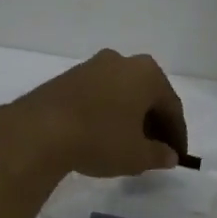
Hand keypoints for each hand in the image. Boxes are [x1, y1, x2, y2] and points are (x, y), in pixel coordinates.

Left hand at [0, 49, 186, 179]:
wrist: (39, 130)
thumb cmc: (100, 138)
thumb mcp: (136, 155)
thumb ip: (159, 155)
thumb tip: (169, 156)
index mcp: (147, 74)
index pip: (172, 106)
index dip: (177, 135)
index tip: (177, 156)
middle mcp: (122, 61)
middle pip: (147, 95)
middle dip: (154, 123)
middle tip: (156, 149)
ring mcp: (92, 66)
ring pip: (122, 93)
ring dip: (130, 117)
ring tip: (128, 143)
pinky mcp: (68, 77)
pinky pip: (100, 95)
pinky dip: (108, 113)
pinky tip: (102, 134)